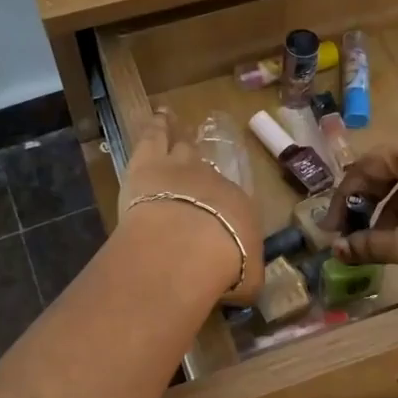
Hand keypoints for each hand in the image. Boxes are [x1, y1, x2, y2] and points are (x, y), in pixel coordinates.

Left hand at [118, 112, 262, 302]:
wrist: (190, 245)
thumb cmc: (225, 267)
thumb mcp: (248, 282)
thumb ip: (248, 278)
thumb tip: (248, 282)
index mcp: (239, 209)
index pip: (231, 204)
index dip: (222, 210)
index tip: (215, 220)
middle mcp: (214, 181)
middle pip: (206, 171)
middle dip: (200, 172)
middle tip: (196, 165)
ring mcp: (182, 167)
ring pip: (182, 146)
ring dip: (179, 137)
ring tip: (174, 123)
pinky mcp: (149, 162)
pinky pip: (155, 135)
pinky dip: (157, 124)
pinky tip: (159, 114)